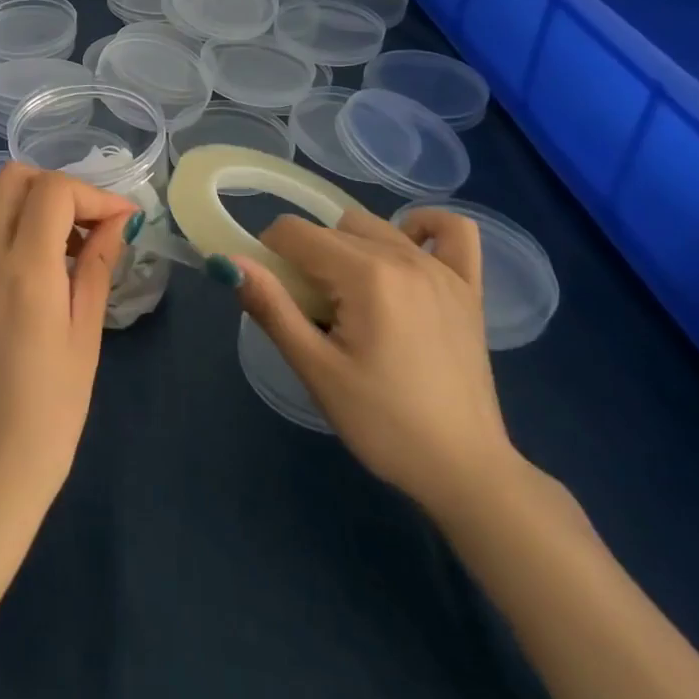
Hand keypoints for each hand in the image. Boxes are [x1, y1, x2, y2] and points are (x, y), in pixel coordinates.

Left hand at [0, 163, 138, 532]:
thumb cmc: (50, 413)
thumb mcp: (85, 337)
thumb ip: (98, 266)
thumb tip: (117, 221)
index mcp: (22, 270)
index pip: (52, 191)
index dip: (92, 194)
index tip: (120, 218)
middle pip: (11, 178)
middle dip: (56, 187)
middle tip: (88, 224)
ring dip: (28, 200)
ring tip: (62, 243)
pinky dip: (5, 222)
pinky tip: (31, 263)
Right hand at [224, 208, 518, 516]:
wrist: (465, 472)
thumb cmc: (383, 424)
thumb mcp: (316, 370)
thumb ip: (272, 307)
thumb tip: (230, 262)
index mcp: (366, 275)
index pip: (294, 232)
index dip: (270, 256)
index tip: (277, 298)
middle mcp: (404, 258)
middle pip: (329, 229)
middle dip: (307, 260)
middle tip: (312, 313)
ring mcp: (441, 269)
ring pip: (373, 227)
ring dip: (348, 249)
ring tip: (350, 300)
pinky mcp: (468, 288)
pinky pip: (451, 230)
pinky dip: (422, 228)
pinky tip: (406, 251)